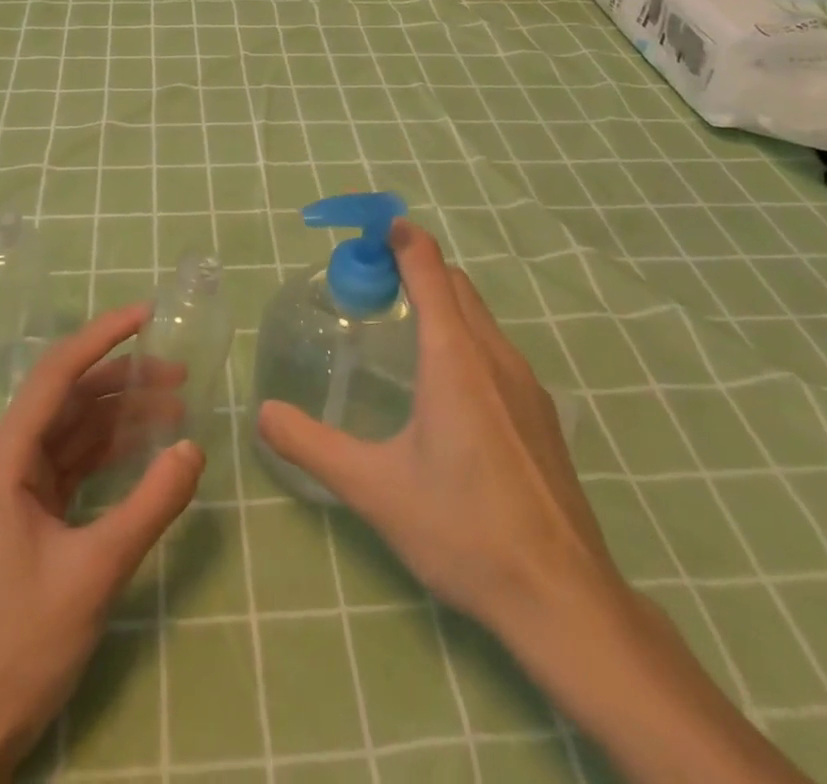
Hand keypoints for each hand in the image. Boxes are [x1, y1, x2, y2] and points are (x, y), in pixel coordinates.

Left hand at [0, 306, 205, 781]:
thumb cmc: (18, 646)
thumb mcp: (94, 572)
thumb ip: (150, 506)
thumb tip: (195, 447)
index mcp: (5, 460)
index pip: (56, 375)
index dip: (101, 337)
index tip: (146, 315)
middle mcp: (9, 462)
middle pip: (71, 398)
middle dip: (124, 379)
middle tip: (180, 371)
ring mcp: (20, 489)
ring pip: (77, 430)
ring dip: (124, 415)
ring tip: (179, 405)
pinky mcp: (34, 515)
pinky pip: (79, 463)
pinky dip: (114, 451)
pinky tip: (150, 448)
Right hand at [258, 221, 620, 658]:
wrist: (562, 598)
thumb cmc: (463, 529)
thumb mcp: (374, 488)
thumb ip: (312, 446)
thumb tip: (263, 414)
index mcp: (454, 357)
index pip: (429, 269)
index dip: (402, 239)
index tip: (375, 228)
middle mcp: (494, 356)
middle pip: (456, 286)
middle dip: (417, 267)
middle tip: (373, 283)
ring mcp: (526, 385)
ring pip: (480, 318)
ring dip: (443, 303)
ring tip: (403, 328)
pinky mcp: (541, 414)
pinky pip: (496, 350)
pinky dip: (465, 336)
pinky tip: (445, 386)